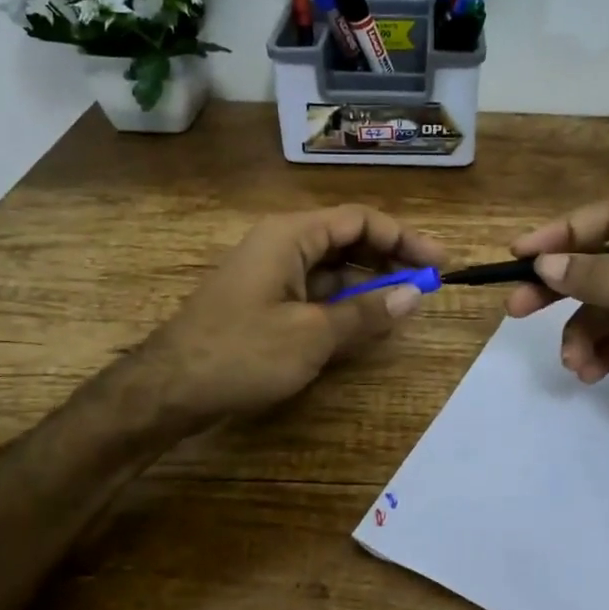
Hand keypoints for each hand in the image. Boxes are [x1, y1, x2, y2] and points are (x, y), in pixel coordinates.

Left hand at [135, 204, 444, 430]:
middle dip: (389, 260)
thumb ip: (365, 312)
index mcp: (291, 235)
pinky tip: (365, 322)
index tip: (439, 263)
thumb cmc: (242, 352)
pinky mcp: (265, 301)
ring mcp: (271, 273)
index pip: (360, 220)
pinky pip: (314, 291)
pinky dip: (343, 303)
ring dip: (368, 283)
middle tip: (426, 285)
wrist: (169, 388)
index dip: (404, 238)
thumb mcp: (312, 335)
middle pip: (347, 240)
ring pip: (332, 268)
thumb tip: (412, 296)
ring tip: (403, 306)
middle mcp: (281, 244)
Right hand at [504, 201, 608, 471]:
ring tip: (574, 363)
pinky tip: (591, 373)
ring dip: (581, 332)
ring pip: (604, 304)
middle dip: (560, 286)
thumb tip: (546, 262)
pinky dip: (600, 352)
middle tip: (516, 306)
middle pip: (600, 261)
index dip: (563, 233)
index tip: (520, 256)